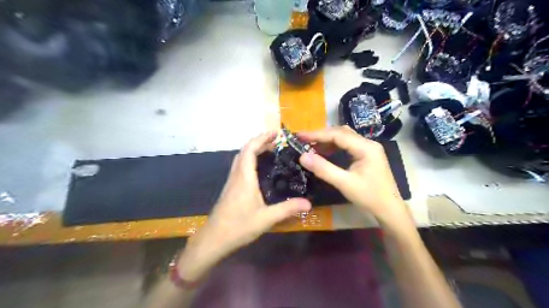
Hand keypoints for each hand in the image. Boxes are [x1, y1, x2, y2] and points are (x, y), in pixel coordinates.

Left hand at [177, 132, 309, 280]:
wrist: (214, 239)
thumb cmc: (239, 226)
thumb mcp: (266, 218)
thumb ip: (287, 209)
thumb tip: (309, 203)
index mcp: (244, 178)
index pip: (250, 150)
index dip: (261, 138)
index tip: (275, 133)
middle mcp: (236, 175)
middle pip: (244, 151)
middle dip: (259, 142)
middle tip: (276, 142)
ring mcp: (231, 182)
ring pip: (240, 158)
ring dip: (253, 150)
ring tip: (270, 152)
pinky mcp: (230, 189)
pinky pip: (240, 167)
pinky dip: (249, 160)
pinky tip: (259, 170)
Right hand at [300, 125, 411, 228]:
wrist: (389, 210)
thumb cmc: (369, 197)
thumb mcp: (344, 183)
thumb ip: (323, 169)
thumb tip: (302, 156)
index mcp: (366, 147)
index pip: (338, 135)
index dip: (317, 134)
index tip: (300, 136)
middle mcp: (368, 143)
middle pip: (341, 133)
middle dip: (321, 136)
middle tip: (303, 141)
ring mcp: (368, 149)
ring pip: (344, 138)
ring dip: (327, 141)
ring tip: (311, 146)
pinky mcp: (366, 155)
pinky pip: (347, 146)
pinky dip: (334, 147)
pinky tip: (324, 153)